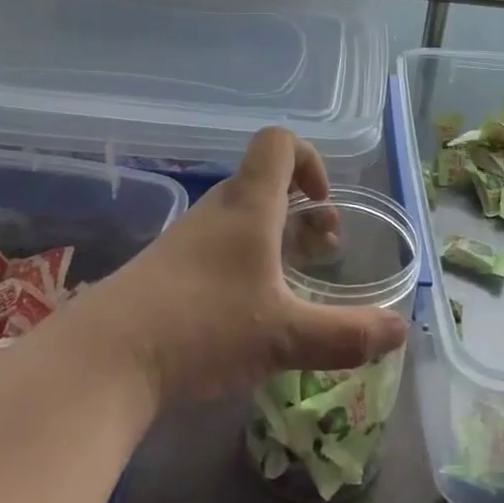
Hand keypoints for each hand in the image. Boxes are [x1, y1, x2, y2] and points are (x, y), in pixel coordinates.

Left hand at [81, 128, 409, 406]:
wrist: (103, 360)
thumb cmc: (203, 328)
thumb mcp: (285, 337)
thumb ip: (346, 334)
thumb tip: (400, 329)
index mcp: (249, 206)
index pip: (278, 142)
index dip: (310, 159)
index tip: (322, 204)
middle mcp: (218, 211)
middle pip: (264, 181)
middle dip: (301, 209)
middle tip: (321, 250)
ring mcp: (187, 239)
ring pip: (241, 216)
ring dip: (273, 237)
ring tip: (291, 284)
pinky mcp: (165, 269)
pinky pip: (216, 246)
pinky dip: (243, 262)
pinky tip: (246, 312)